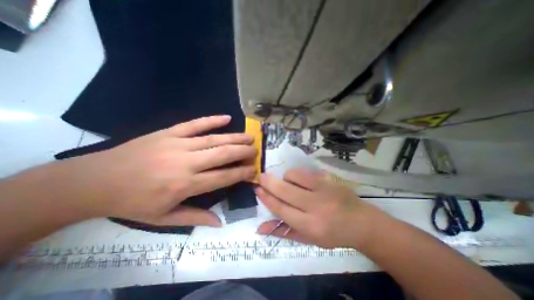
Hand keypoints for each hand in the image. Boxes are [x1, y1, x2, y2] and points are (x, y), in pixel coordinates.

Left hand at [60, 115, 255, 227]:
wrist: (95, 181)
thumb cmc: (133, 203)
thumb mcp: (163, 218)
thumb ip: (195, 218)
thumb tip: (220, 222)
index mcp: (185, 185)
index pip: (223, 177)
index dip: (241, 173)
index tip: (254, 170)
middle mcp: (186, 162)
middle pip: (223, 154)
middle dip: (243, 152)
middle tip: (256, 151)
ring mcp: (177, 144)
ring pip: (214, 139)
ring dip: (235, 137)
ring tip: (249, 137)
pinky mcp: (168, 132)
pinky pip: (195, 124)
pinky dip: (212, 120)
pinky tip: (226, 118)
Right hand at [256, 169, 386, 248]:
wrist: (361, 222)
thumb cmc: (332, 234)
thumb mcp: (308, 239)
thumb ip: (283, 232)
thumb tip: (260, 228)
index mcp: (310, 226)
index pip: (281, 209)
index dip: (267, 198)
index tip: (258, 189)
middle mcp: (316, 206)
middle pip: (285, 190)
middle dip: (269, 182)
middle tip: (261, 176)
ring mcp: (323, 189)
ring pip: (293, 176)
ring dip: (285, 178)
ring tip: (289, 185)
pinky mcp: (328, 179)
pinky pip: (304, 172)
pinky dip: (296, 175)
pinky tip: (299, 181)